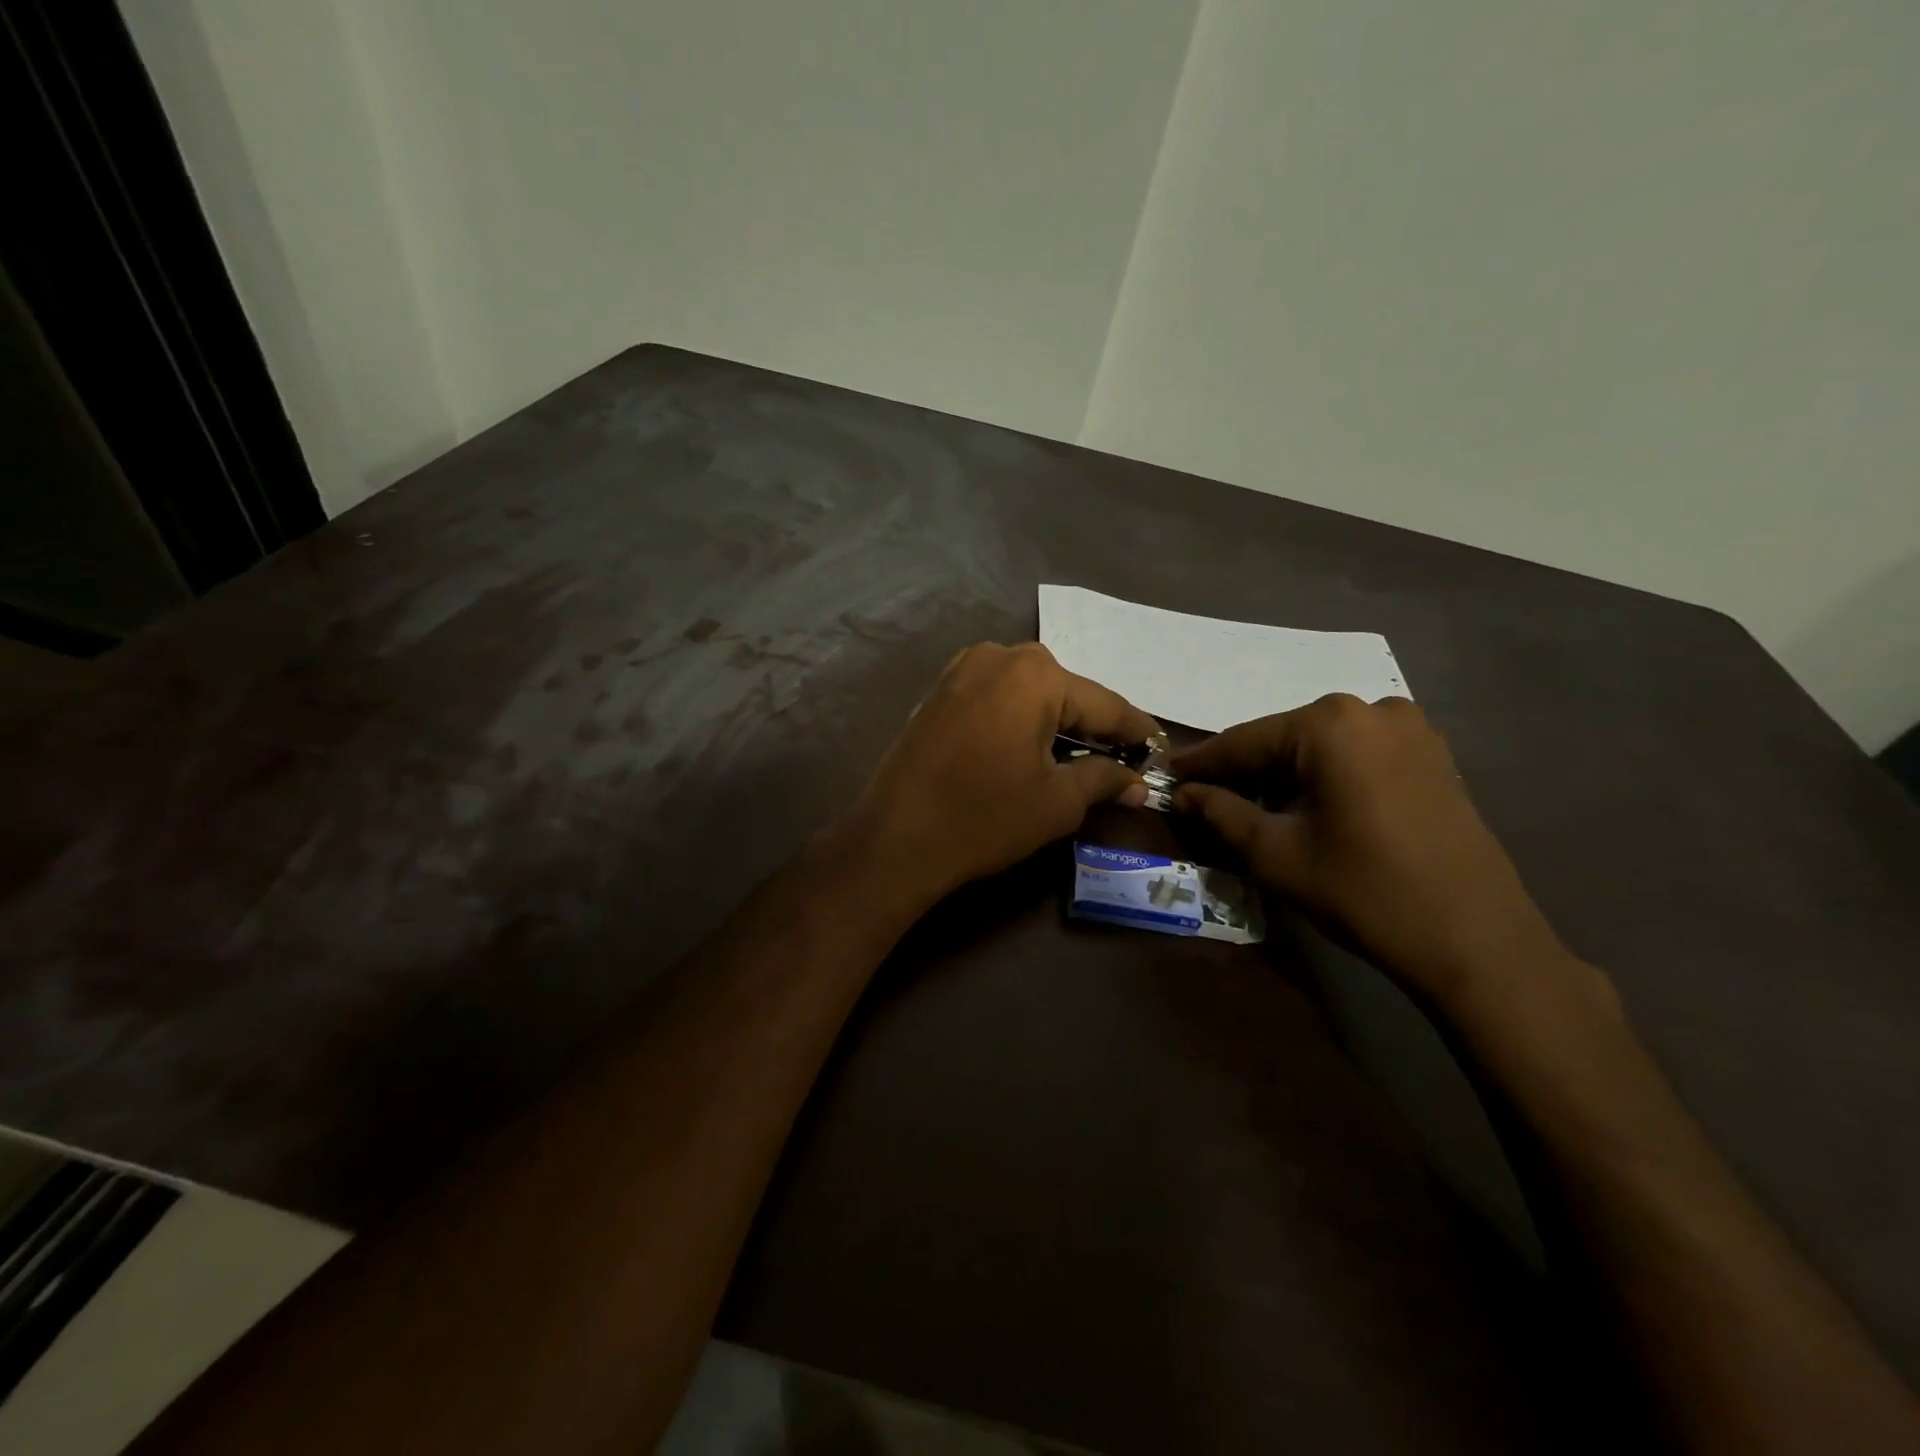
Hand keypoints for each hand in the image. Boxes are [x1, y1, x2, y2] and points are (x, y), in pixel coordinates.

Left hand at [845, 643, 1159, 905]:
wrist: (896, 838)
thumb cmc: (984, 817)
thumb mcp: (1057, 802)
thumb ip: (1103, 780)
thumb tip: (1136, 784)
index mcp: (1036, 674)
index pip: (1105, 704)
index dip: (1137, 732)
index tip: (1160, 751)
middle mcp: (1000, 656)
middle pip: (1065, 692)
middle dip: (1094, 726)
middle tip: (1120, 760)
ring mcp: (962, 668)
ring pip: (1029, 692)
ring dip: (1055, 721)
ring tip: (1079, 756)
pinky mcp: (939, 690)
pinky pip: (996, 697)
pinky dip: (1019, 718)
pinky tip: (1029, 746)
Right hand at [1172, 694, 1572, 1008]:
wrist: (1476, 941)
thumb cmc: (1364, 892)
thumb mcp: (1276, 854)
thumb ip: (1222, 812)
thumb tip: (1185, 793)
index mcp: (1329, 724)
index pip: (1244, 740)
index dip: (1201, 763)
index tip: (1166, 776)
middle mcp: (1371, 709)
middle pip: (1283, 739)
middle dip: (1244, 770)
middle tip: (1206, 799)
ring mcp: (1410, 728)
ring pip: (1320, 746)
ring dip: (1284, 774)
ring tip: (1254, 809)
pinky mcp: (1432, 754)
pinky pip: (1357, 754)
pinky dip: (1324, 775)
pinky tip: (1308, 807)